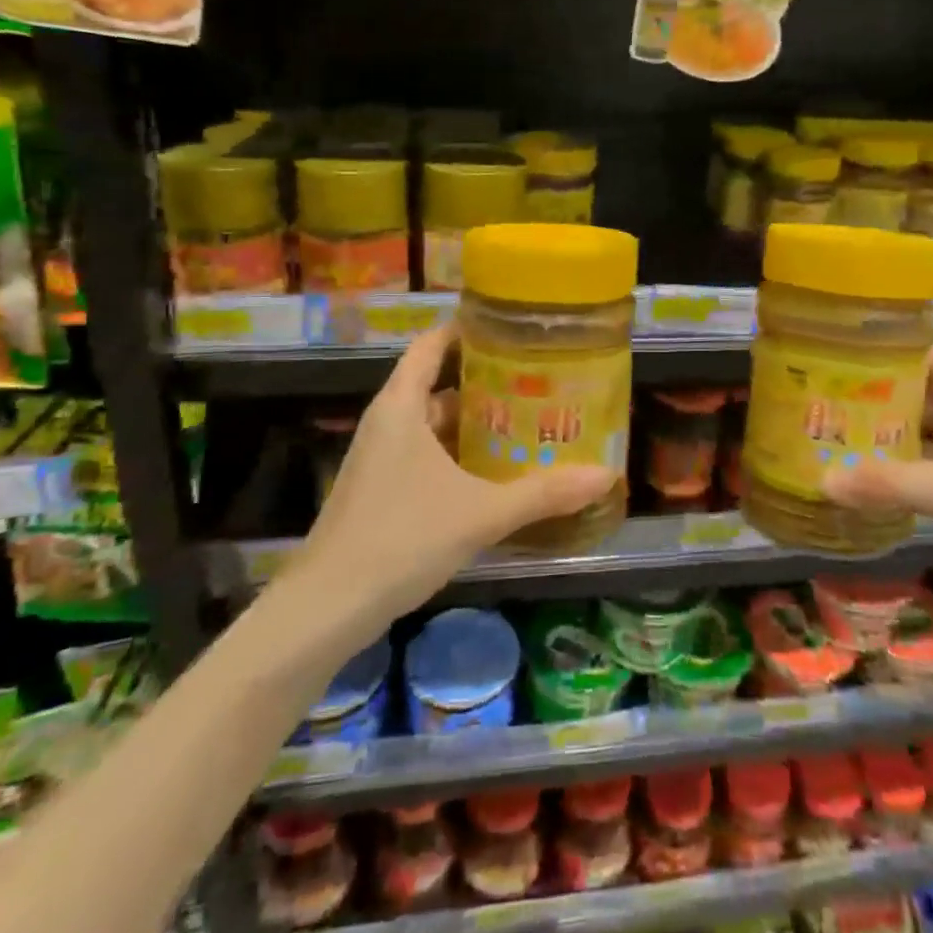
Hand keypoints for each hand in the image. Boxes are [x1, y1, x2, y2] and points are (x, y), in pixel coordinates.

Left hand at [278, 323, 612, 636]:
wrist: (327, 607)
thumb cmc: (402, 539)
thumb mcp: (481, 513)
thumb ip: (544, 493)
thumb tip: (605, 475)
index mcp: (402, 407)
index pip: (431, 344)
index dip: (467, 328)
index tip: (510, 326)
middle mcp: (388, 422)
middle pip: (437, 383)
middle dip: (484, 380)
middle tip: (537, 377)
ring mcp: (380, 457)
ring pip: (432, 423)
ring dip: (473, 421)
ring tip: (525, 419)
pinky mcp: (380, 489)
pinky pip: (425, 453)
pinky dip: (458, 452)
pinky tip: (493, 471)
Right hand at [824, 346, 932, 625]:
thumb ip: (889, 483)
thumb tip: (822, 479)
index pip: (929, 357)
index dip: (886, 353)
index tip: (835, 355)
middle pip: (921, 394)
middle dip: (876, 396)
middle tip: (821, 398)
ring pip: (922, 433)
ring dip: (884, 436)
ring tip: (830, 432)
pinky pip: (926, 468)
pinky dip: (897, 470)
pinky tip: (861, 475)